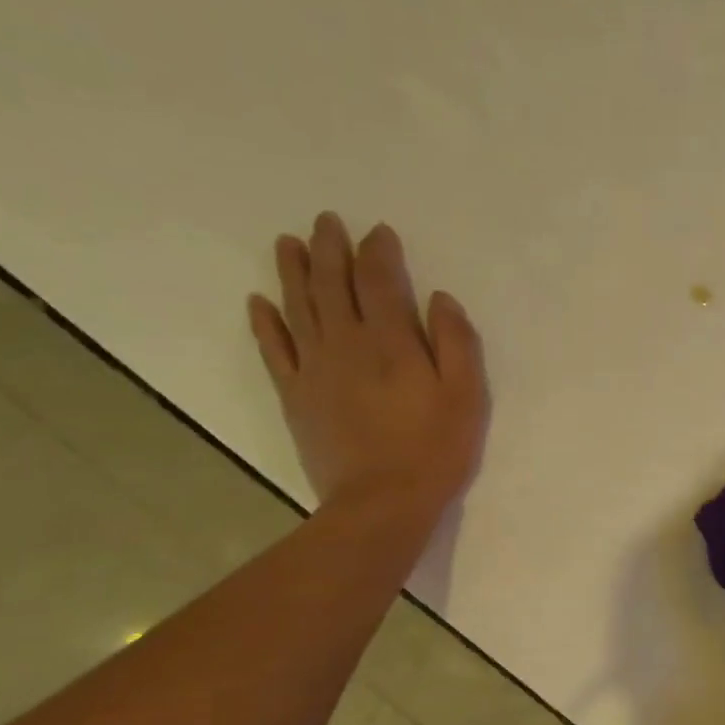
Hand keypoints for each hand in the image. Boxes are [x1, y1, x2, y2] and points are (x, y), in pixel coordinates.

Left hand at [248, 213, 486, 518]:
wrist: (381, 502)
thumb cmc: (434, 449)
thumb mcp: (466, 397)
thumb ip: (457, 343)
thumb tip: (440, 299)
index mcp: (390, 342)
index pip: (379, 281)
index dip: (378, 252)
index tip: (378, 231)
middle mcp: (345, 343)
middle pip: (331, 284)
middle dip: (330, 249)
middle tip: (326, 221)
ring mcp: (314, 369)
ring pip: (297, 307)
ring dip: (292, 271)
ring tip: (288, 243)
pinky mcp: (295, 396)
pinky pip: (274, 350)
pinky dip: (265, 323)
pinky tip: (258, 302)